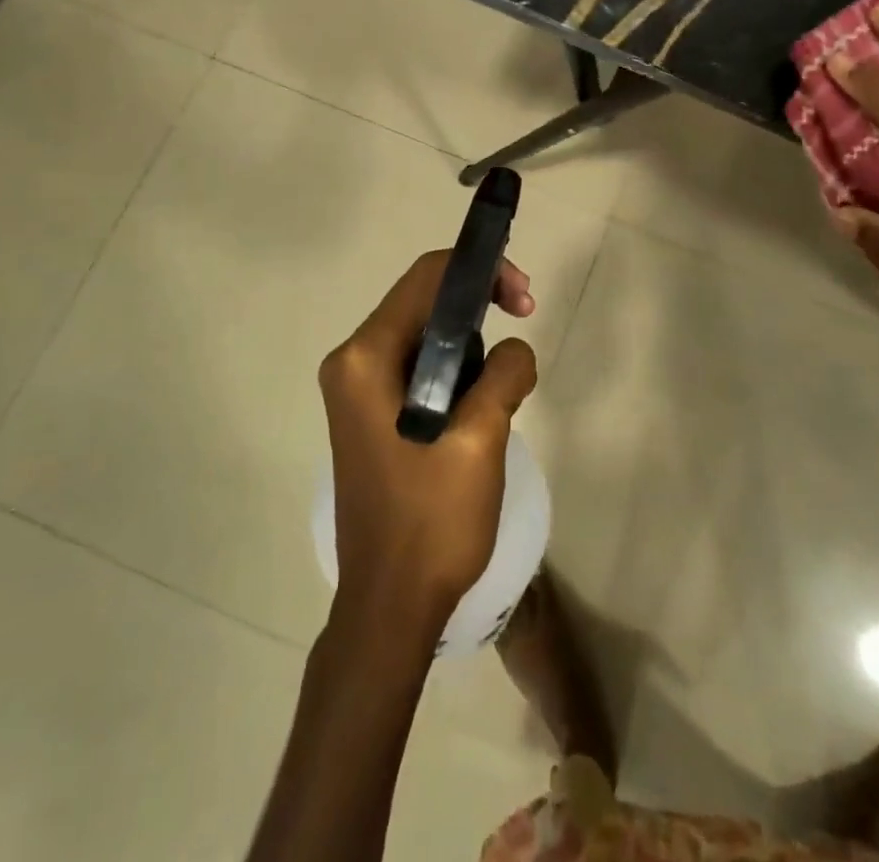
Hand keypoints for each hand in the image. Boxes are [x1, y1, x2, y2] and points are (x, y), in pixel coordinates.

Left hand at [319, 251, 538, 630]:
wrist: (390, 608)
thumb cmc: (431, 521)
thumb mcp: (482, 438)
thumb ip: (505, 373)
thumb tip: (515, 351)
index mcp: (365, 358)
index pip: (426, 279)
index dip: (480, 272)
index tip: (524, 298)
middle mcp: (352, 363)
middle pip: (424, 301)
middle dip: (479, 305)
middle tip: (526, 321)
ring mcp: (357, 391)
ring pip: (425, 335)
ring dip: (471, 343)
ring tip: (505, 382)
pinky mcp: (371, 415)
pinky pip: (418, 367)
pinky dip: (456, 370)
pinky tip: (481, 403)